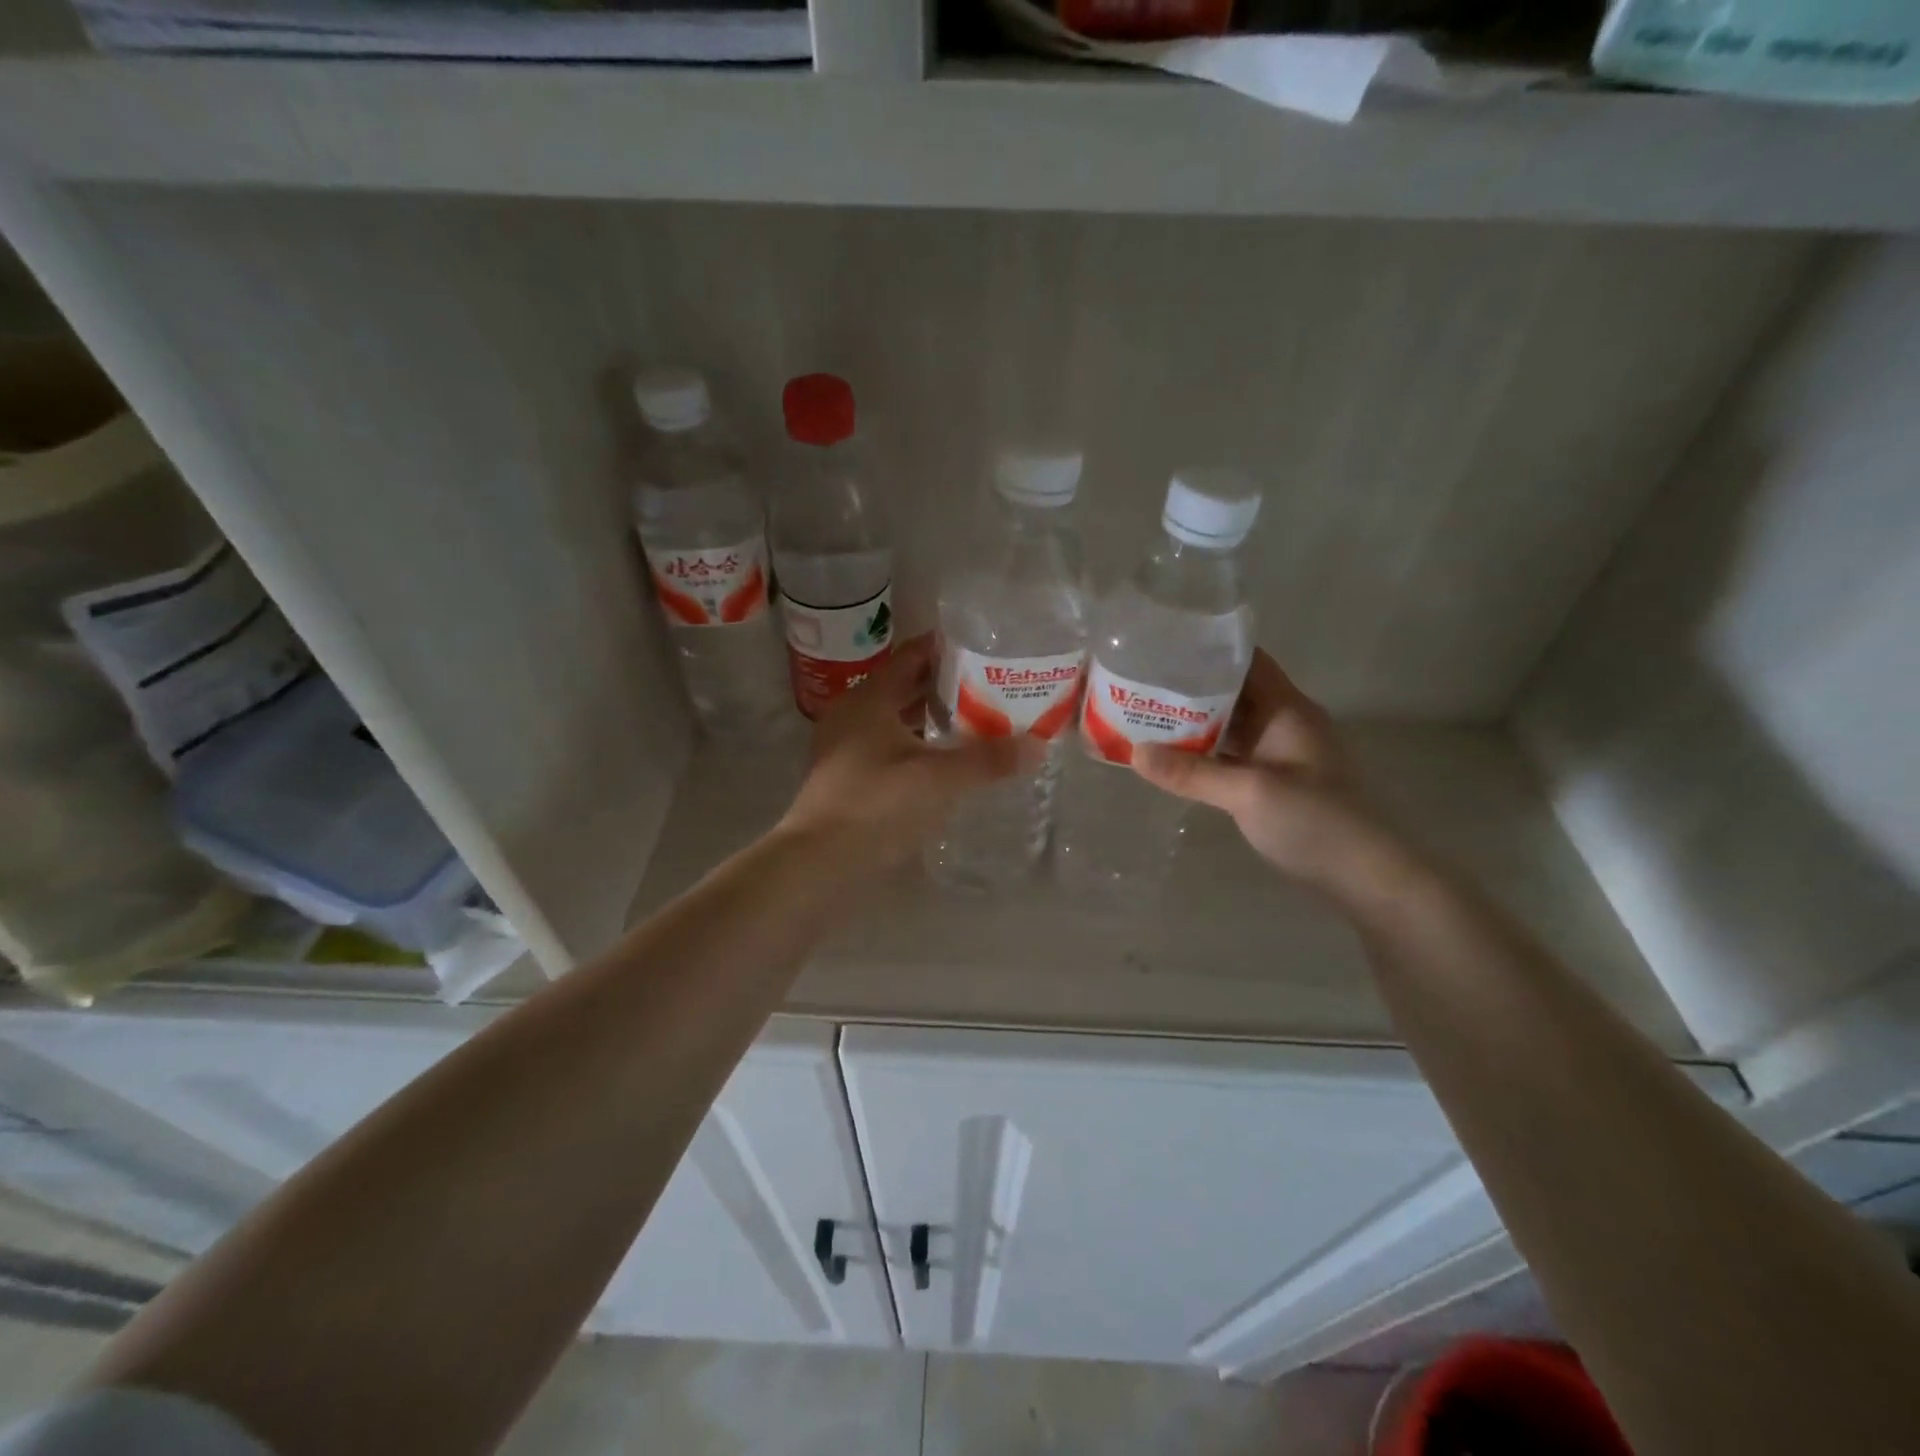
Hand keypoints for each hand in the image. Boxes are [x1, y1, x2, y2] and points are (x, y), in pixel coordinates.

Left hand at [780, 635, 1040, 866]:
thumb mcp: (939, 779)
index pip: (913, 656)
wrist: (818, 861)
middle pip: (905, 686)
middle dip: (946, 686)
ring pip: (895, 719)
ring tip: (975, 721)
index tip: (986, 650)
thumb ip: (988, 759)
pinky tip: (943, 761)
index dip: (948, 649)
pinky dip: (916, 745)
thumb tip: (1038, 745)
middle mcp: (853, 712)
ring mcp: (844, 745)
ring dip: (931, 718)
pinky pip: (887, 745)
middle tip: (991, 686)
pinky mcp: (845, 776)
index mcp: (869, 697)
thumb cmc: (877, 805)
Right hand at [1133, 649, 1402, 894]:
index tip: (1163, 648)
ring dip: (1194, 721)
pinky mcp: (1274, 781)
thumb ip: (1191, 773)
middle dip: (1190, 687)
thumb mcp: (1249, 793)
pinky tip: (1173, 756)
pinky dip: (1204, 751)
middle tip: (1140, 684)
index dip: (1209, 650)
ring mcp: (1280, 753)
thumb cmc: (1314, 820)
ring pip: (1230, 724)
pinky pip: (1232, 754)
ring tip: (1146, 715)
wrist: (1363, 875)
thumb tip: (1135, 752)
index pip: (1248, 661)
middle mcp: (1284, 723)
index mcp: (1287, 709)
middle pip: (1234, 691)